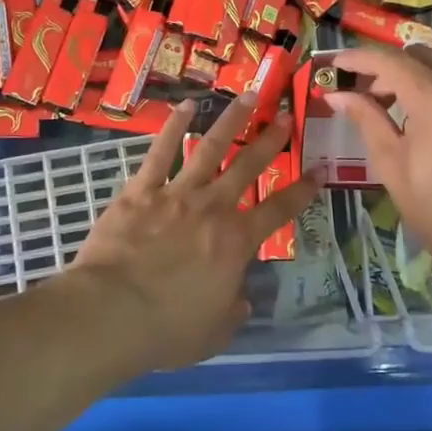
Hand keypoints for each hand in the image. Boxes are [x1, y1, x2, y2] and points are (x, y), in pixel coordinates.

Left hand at [68, 95, 320, 373]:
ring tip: (247, 96)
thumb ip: (232, 312)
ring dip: (230, 121)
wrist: (112, 311)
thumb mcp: (213, 334)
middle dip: (270, 140)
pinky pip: (160, 152)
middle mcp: (212, 208)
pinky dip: (173, 126)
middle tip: (286, 116)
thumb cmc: (167, 329)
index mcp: (236, 242)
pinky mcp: (141, 190)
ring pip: (209, 148)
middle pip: (248, 166)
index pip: (279, 210)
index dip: (302, 190)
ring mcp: (176, 193)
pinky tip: (186, 105)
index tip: (319, 170)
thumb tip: (242, 300)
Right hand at [327, 45, 431, 310]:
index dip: (360, 57)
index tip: (339, 63)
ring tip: (417, 119)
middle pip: (424, 57)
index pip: (390, 61)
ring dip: (429, 85)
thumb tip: (338, 94)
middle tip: (376, 96)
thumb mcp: (393, 168)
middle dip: (394, 69)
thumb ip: (367, 120)